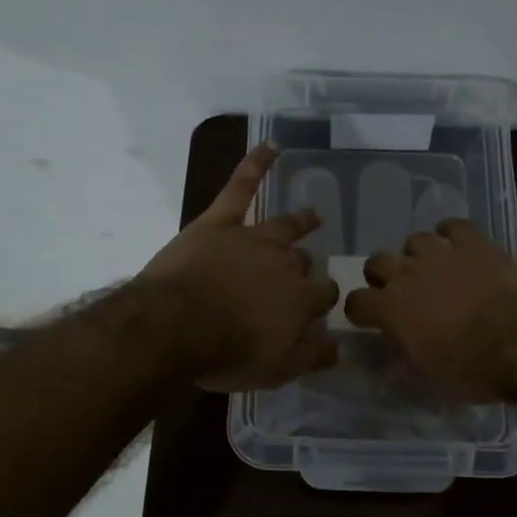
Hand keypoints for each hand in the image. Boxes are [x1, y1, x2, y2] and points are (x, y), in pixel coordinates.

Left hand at [138, 143, 339, 390]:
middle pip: (303, 263)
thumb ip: (312, 357)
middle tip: (301, 274)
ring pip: (285, 225)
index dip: (321, 302)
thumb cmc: (226, 354)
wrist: (176, 327)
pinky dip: (256, 164)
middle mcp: (284, 264)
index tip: (317, 309)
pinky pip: (241, 186)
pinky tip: (271, 146)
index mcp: (300, 299)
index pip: (324, 295)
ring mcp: (252, 238)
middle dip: (305, 269)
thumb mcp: (276, 370)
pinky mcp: (219, 222)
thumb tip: (341, 346)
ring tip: (313, 215)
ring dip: (301, 220)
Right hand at [344, 219, 516, 400]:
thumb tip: (389, 367)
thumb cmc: (471, 367)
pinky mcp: (474, 244)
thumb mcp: (429, 378)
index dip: (361, 311)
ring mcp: (441, 254)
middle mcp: (408, 274)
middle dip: (382, 275)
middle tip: (398, 291)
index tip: (370, 320)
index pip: (356, 301)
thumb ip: (403, 365)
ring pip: (414, 240)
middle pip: (377, 261)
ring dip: (417, 255)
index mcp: (391, 308)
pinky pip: (453, 226)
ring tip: (431, 268)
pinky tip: (457, 246)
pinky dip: (451, 234)